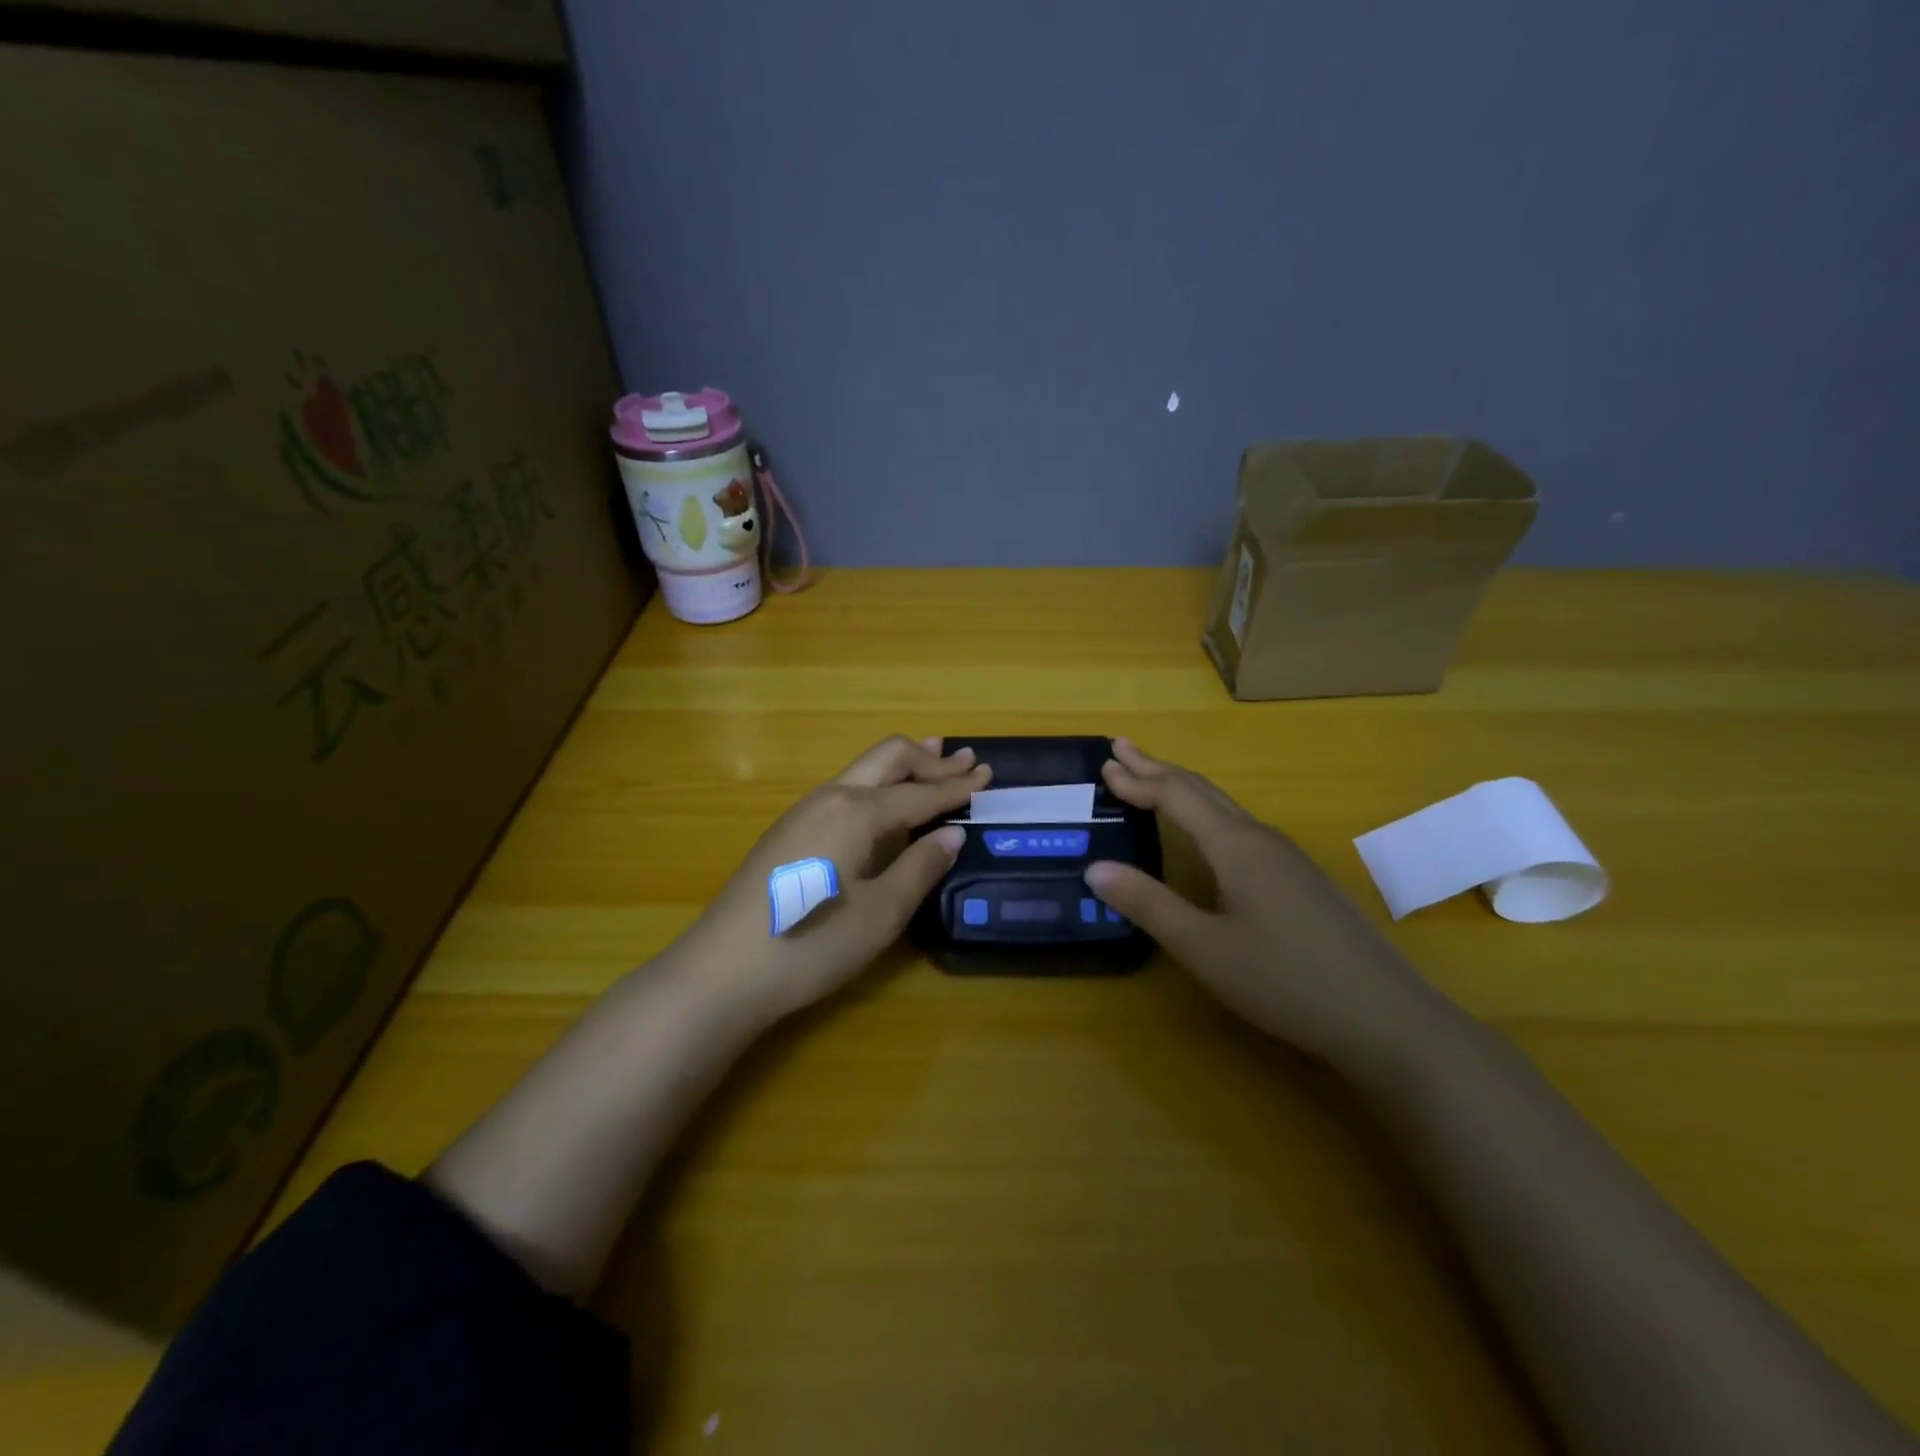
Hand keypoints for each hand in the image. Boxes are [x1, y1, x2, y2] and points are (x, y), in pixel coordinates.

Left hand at [671, 736, 987, 1022]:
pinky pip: (844, 792)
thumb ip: (919, 868)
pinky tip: (885, 806)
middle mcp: (830, 797)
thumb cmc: (811, 944)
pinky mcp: (788, 833)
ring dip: (902, 768)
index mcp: (857, 811)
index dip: (957, 786)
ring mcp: (803, 812)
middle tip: (965, 761)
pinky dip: (877, 788)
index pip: (920, 792)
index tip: (988, 773)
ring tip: (932, 764)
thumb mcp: (880, 914)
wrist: (722, 971)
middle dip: (929, 759)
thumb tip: (951, 835)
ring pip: (862, 772)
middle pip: (887, 758)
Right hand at [1084, 738, 1448, 1066]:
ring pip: (1225, 807)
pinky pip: (1241, 827)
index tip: (1104, 764)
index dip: (1138, 779)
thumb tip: (1096, 868)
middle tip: (1122, 750)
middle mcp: (1261, 839)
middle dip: (1158, 768)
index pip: (1176, 796)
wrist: (1387, 1017)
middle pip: (1202, 790)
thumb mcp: (1204, 948)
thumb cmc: (1285, 981)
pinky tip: (1208, 834)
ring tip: (1153, 782)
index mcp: (1235, 846)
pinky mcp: (1301, 879)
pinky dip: (1207, 813)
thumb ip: (1149, 904)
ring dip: (1183, 789)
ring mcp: (1288, 858)